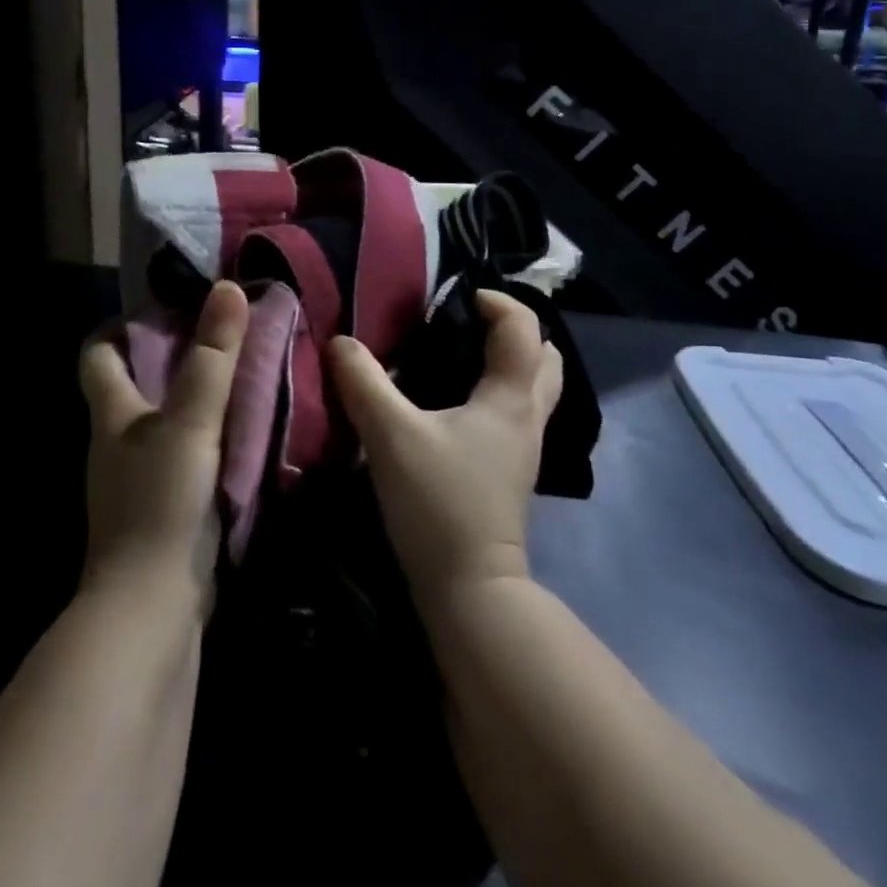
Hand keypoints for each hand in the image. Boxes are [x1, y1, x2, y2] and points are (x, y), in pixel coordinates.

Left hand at [78, 281, 248, 615]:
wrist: (151, 609)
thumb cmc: (161, 502)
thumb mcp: (191, 422)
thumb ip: (213, 358)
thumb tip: (229, 288)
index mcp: (112, 413)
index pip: (98, 353)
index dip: (123, 325)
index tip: (168, 306)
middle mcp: (119, 440)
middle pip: (136, 382)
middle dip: (175, 354)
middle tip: (225, 333)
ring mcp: (140, 477)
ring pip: (166, 419)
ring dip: (197, 395)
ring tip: (244, 373)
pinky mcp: (165, 507)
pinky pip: (187, 453)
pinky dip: (210, 435)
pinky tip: (245, 430)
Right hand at [327, 292, 562, 604]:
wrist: (470, 589)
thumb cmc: (438, 503)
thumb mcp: (391, 436)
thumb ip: (364, 383)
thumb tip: (341, 342)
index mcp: (510, 397)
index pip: (525, 328)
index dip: (499, 302)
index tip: (460, 297)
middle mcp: (528, 416)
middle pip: (545, 357)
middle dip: (515, 330)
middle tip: (470, 323)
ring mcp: (524, 447)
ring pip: (536, 388)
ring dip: (512, 362)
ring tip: (464, 355)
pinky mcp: (511, 470)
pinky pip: (518, 412)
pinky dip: (500, 392)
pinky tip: (460, 402)